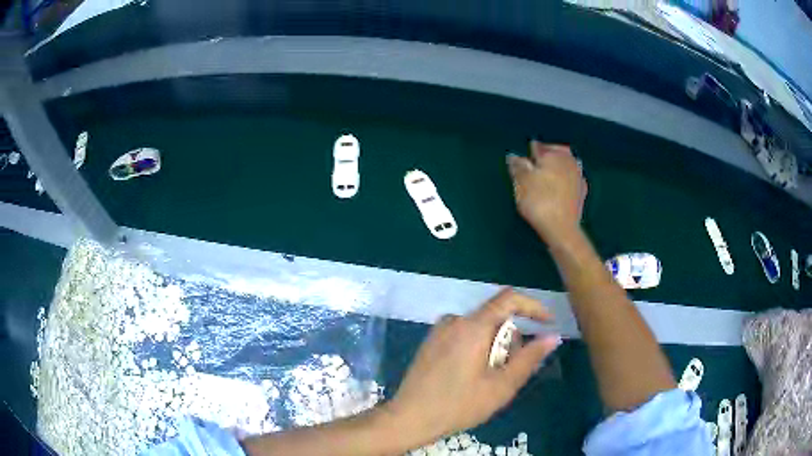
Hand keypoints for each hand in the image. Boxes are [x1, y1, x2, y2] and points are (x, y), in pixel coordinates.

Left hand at [385, 289, 560, 444]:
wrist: (409, 418)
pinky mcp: (431, 342)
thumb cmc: (458, 405)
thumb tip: (552, 337)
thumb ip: (529, 358)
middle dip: (510, 339)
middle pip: (495, 317)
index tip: (547, 324)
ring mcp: (439, 331)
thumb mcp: (501, 386)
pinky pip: (464, 335)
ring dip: (494, 346)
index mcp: (472, 326)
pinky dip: (477, 348)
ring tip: (490, 378)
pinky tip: (471, 376)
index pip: (509, 299)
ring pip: (480, 328)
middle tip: (510, 370)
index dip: (533, 307)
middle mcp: (454, 321)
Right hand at [507, 141, 587, 244]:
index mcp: (554, 154)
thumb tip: (514, 156)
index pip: (539, 146)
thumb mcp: (521, 181)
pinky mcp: (582, 194)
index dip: (529, 152)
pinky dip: (564, 182)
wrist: (561, 229)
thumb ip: (518, 166)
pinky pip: (571, 181)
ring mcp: (578, 177)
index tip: (524, 159)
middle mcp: (569, 161)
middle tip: (536, 165)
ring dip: (557, 168)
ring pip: (566, 165)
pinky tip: (557, 190)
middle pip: (556, 152)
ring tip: (546, 177)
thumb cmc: (539, 201)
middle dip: (547, 156)